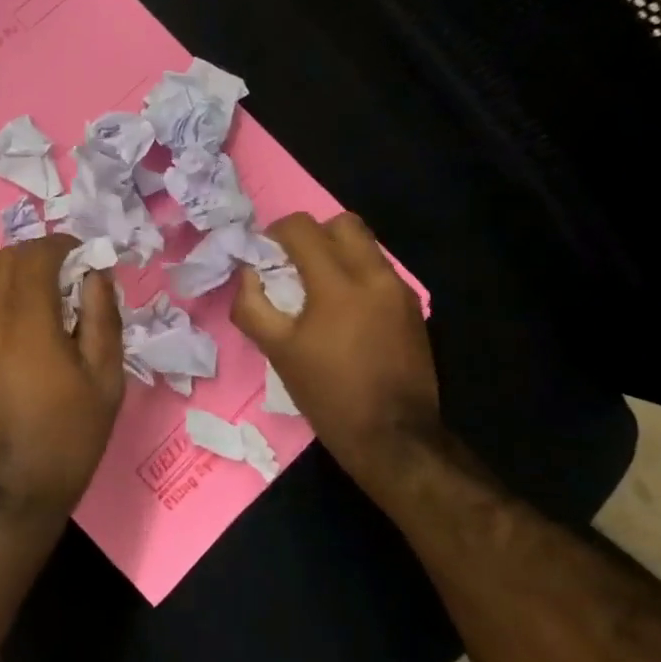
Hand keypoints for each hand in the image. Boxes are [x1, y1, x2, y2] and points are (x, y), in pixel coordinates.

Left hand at [0, 234, 123, 522]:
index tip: (90, 260)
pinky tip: (43, 335)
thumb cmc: (68, 438)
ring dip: (28, 278)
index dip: (64, 245)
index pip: (36, 254)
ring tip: (64, 308)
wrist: (10, 494)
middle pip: (8, 259)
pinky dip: (16, 301)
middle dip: (42, 255)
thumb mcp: (104, 379)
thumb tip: (96, 275)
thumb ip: (101, 316)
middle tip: (76, 278)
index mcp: (25, 321)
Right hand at [231, 212, 441, 475]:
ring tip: (317, 288)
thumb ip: (252, 306)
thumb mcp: (278, 352)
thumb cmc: (329, 395)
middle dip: (312, 235)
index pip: (302, 228)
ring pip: (365, 245)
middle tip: (293, 264)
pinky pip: (379, 271)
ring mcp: (399, 291)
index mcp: (337, 284)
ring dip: (336, 253)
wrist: (395, 438)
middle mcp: (374, 276)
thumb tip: (247, 274)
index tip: (264, 256)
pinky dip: (356, 275)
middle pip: (341, 223)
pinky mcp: (412, 309)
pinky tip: (343, 311)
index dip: (275, 233)